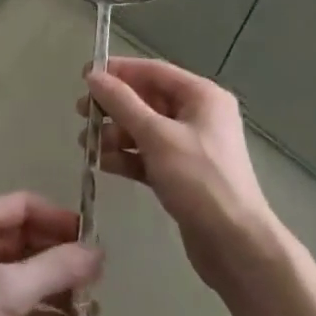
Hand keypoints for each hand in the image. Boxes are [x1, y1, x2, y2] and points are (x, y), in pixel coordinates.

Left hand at [0, 192, 102, 315]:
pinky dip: (39, 314)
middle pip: (24, 239)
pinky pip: (12, 305)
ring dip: (54, 288)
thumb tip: (99, 251)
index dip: (58, 218)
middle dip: (59, 256)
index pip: (24, 205)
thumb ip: (56, 269)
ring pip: (20, 275)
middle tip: (96, 277)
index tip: (91, 239)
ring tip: (90, 307)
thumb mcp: (9, 291)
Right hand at [82, 57, 277, 293]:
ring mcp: (191, 147)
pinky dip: (126, 157)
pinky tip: (102, 164)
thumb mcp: (157, 136)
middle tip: (80, 113)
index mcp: (202, 96)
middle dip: (113, 106)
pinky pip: (148, 155)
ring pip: (145, 129)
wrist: (235, 244)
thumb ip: (122, 104)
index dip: (118, 71)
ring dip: (115, 134)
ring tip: (86, 145)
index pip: (153, 71)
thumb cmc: (199, 180)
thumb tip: (94, 76)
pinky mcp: (183, 175)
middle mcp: (198, 116)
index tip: (84, 77)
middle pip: (147, 100)